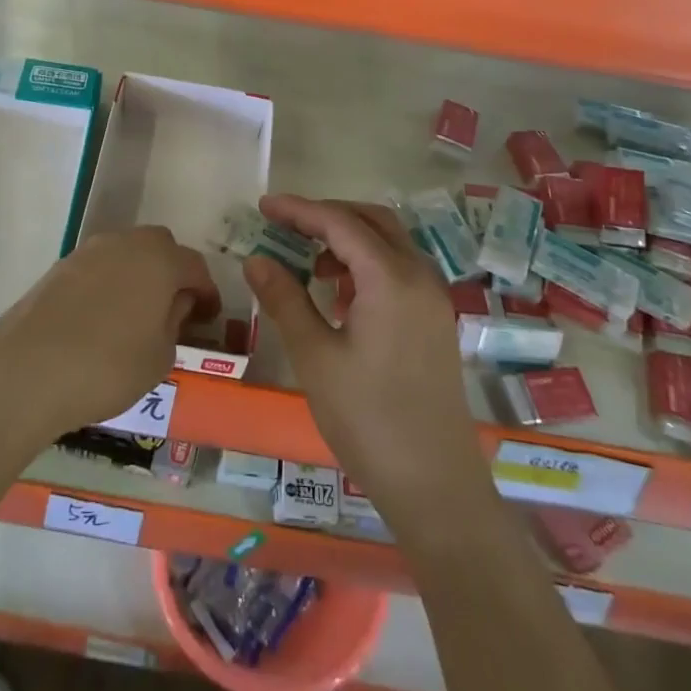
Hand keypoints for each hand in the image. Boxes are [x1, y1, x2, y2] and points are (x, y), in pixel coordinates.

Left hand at [0, 226, 219, 444]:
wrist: (25, 371)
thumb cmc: (107, 366)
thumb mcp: (159, 357)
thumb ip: (174, 324)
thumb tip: (174, 305)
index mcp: (160, 259)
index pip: (195, 267)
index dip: (206, 292)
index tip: (208, 317)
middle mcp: (126, 243)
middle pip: (160, 247)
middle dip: (172, 273)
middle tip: (173, 309)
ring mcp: (88, 251)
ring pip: (126, 254)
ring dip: (138, 276)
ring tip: (136, 315)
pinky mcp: (59, 267)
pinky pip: (98, 268)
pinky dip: (108, 284)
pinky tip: (102, 318)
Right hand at [243, 195, 486, 528]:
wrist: (435, 484)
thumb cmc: (367, 418)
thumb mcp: (315, 356)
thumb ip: (285, 299)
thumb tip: (256, 258)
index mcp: (390, 277)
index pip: (339, 223)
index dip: (299, 209)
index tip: (263, 206)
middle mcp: (419, 275)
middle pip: (371, 220)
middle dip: (327, 216)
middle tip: (285, 227)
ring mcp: (433, 297)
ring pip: (388, 242)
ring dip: (348, 239)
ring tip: (308, 265)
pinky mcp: (435, 319)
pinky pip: (399, 268)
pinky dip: (367, 263)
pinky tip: (339, 296)